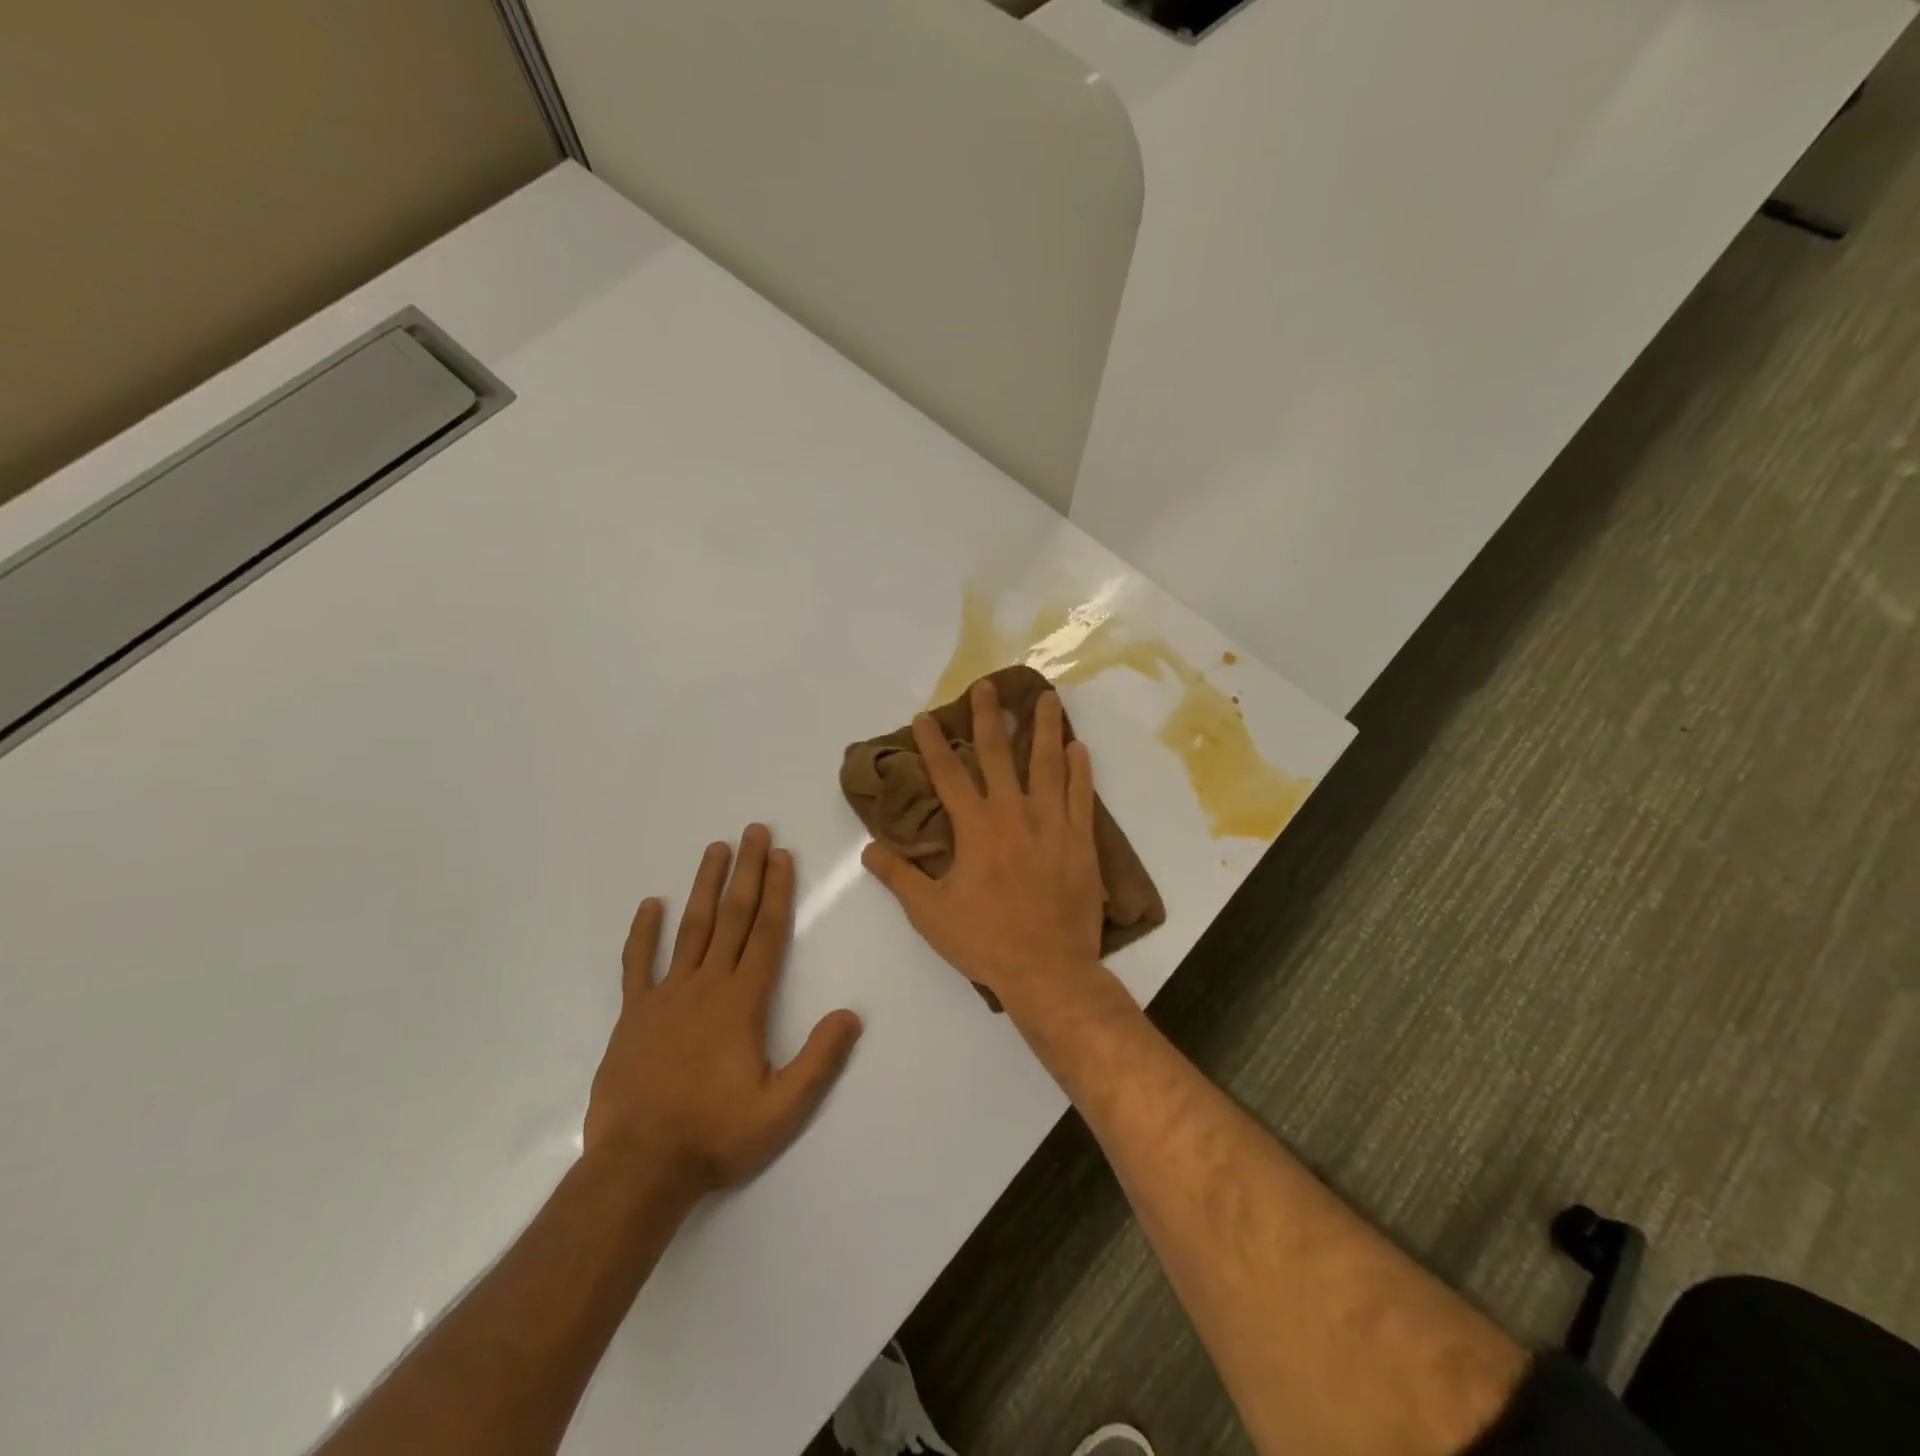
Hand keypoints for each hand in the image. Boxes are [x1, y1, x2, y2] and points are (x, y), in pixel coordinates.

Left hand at [584, 825, 862, 1194]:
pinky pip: (637, 964)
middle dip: (747, 872)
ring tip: (715, 849)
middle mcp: (706, 986)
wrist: (639, 1167)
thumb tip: (851, 1014)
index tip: (782, 855)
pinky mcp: (633, 1015)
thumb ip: (819, 1059)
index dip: (777, 891)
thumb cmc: (716, 1134)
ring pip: (690, 929)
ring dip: (705, 886)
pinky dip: (643, 933)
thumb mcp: (783, 1108)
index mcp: (742, 1002)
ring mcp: (665, 996)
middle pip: (731, 917)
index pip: (766, 933)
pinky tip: (650, 905)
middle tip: (754, 831)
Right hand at [861, 680, 1105, 1010]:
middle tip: (987, 686)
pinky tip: (1077, 747)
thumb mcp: (930, 913)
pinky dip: (1079, 769)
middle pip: (998, 754)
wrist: (1048, 969)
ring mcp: (1052, 823)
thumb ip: (899, 876)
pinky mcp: (1080, 839)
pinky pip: (1081, 794)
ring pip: (1047, 764)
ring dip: (1043, 728)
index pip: (948, 774)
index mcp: (975, 828)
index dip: (934, 744)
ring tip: (1045, 697)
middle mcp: (1013, 813)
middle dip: (989, 717)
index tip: (925, 717)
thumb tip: (868, 849)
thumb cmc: (985, 941)